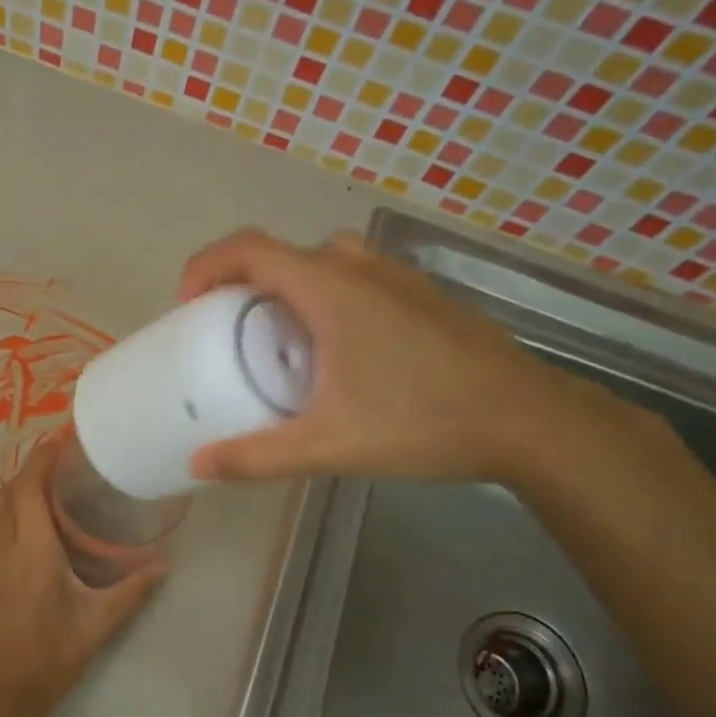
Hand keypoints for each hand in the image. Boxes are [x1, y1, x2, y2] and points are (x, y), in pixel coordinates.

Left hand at [0, 439, 165, 716]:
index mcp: (31, 548)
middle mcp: (0, 545)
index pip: (29, 486)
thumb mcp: (99, 622)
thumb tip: (165, 565)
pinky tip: (20, 523)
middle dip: (30, 470)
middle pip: (8, 490)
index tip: (60, 441)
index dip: (41, 458)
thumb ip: (133, 589)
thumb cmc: (51, 654)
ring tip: (42, 488)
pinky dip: (0, 510)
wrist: (0, 693)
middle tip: (60, 465)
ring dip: (13, 489)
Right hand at [177, 228, 614, 485]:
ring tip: (278, 337)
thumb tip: (198, 467)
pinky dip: (325, 296)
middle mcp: (359, 268)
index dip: (205, 266)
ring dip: (287, 287)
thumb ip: (258, 457)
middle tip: (226, 330)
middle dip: (241, 283)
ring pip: (322, 261)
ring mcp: (397, 278)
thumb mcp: (329, 445)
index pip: (248, 249)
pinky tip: (337, 351)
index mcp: (329, 288)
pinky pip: (355, 277)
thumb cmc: (422, 421)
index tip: (187, 306)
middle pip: (281, 254)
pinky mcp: (422, 296)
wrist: (528, 421)